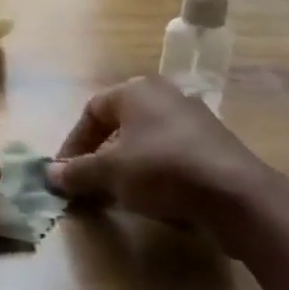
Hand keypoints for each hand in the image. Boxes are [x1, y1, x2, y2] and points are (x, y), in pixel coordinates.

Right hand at [48, 76, 278, 237]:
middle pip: (119, 125)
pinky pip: (172, 155)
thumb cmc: (162, 169)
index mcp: (136, 90)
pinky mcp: (215, 146)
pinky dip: (156, 174)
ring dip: (127, 167)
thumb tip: (51, 174)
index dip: (73, 143)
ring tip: (118, 196)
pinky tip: (154, 199)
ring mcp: (194, 119)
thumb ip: (78, 172)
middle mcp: (164, 95)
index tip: (64, 173)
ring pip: (146, 141)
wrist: (237, 195)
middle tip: (89, 185)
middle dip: (100, 157)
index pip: (91, 111)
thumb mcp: (110, 172)